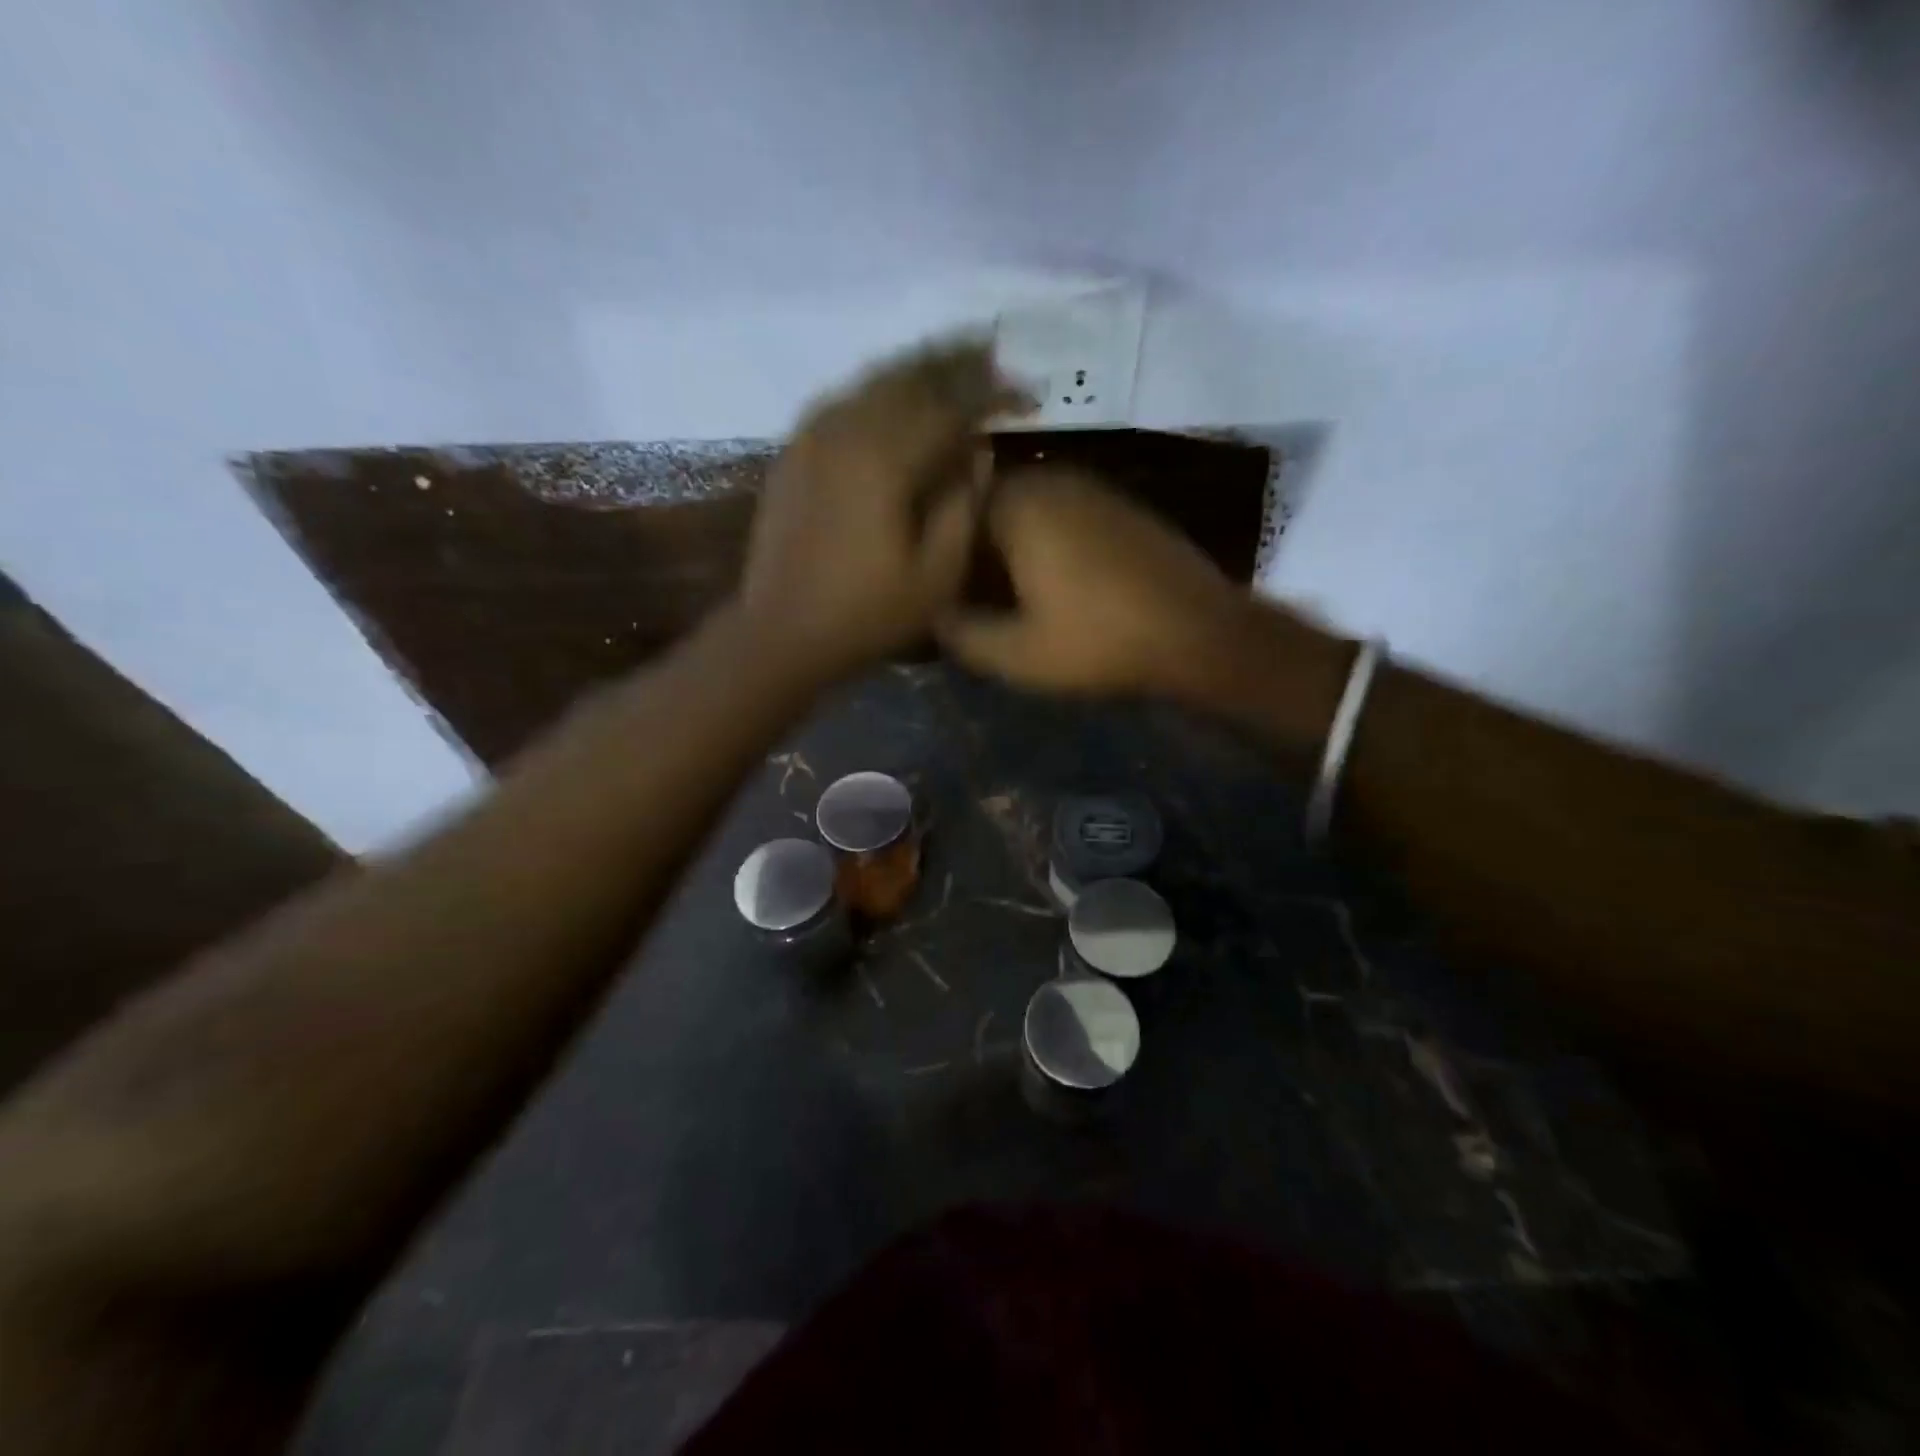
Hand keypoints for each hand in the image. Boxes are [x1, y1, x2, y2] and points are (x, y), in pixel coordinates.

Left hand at [739, 339, 1028, 681]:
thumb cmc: (866, 614)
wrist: (780, 635)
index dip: (993, 394)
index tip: (1027, 394)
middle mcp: (844, 430)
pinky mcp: (792, 455)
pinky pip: (841, 402)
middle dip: (954, 362)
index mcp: (884, 458)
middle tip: (992, 355)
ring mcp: (810, 438)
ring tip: (950, 367)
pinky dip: (876, 392)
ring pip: (871, 382)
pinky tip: (893, 400)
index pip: (950, 405)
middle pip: (908, 376)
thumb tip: (978, 452)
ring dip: (915, 370)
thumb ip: (964, 505)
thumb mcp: (936, 575)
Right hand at [938, 467, 1255, 698]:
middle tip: (969, 596)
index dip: (937, 552)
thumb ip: (960, 634)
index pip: (951, 511)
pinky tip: (1054, 586)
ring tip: (1007, 596)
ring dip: (1010, 548)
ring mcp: (1092, 489)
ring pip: (1027, 512)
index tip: (937, 591)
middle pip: (988, 507)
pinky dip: (1046, 545)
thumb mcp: (1016, 655)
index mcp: (1018, 505)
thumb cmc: (1100, 642)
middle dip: (974, 549)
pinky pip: (1063, 518)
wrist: (1200, 635)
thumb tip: (933, 615)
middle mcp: (1052, 480)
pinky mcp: (1122, 507)